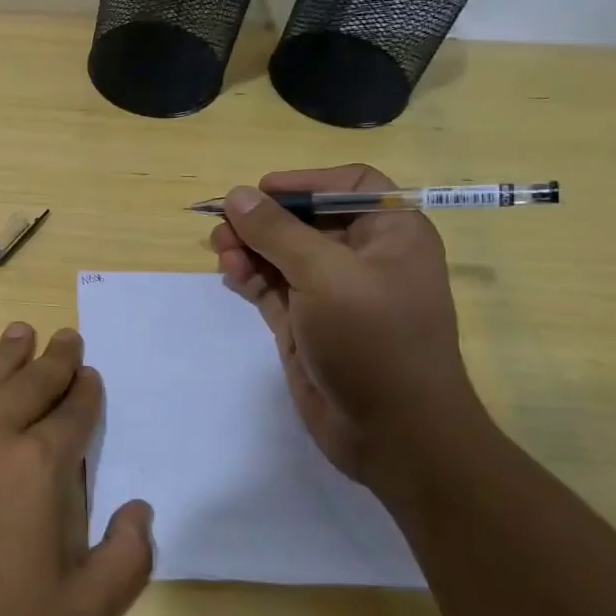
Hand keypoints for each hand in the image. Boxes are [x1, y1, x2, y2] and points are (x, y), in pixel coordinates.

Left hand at [0, 324, 153, 615]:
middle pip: (31, 381)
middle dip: (56, 358)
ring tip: (22, 333)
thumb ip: (127, 560)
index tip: (90, 375)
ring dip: (8, 354)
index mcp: (38, 464)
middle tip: (68, 337)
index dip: (85, 391)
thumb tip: (140, 509)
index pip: (72, 412)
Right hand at [210, 165, 477, 483]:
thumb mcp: (325, 275)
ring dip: (250, 247)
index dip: (305, 182)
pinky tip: (231, 274)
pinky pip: (272, 287)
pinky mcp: (307, 324)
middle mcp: (364, 258)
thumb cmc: (374, 340)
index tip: (262, 192)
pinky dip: (250, 276)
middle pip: (306, 219)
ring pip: (282, 254)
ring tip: (221, 250)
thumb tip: (237, 195)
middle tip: (224, 225)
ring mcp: (333, 293)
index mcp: (392, 234)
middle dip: (264, 219)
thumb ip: (277, 232)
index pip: (349, 185)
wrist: (394, 433)